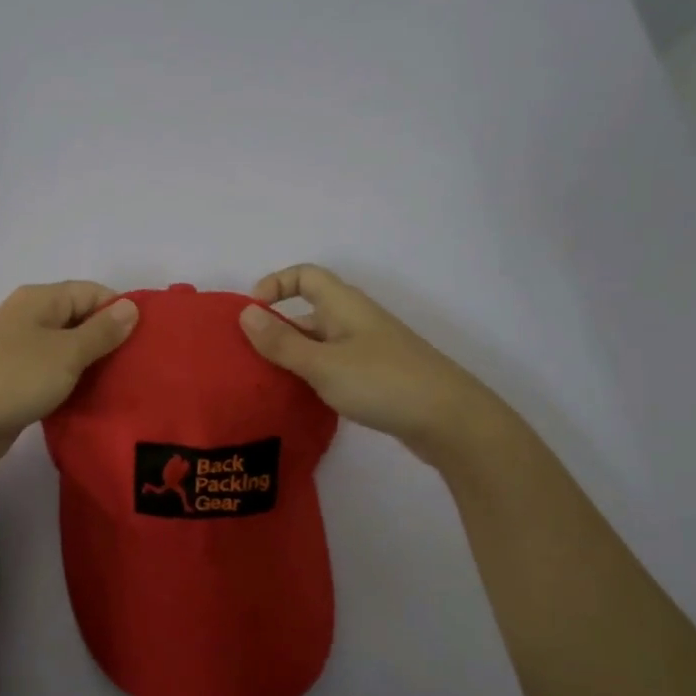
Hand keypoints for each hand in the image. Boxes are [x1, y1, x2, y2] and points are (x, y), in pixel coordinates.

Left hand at [0, 282, 138, 476]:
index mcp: (40, 300)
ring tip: (125, 385)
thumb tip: (132, 307)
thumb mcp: (67, 353)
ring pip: (67, 350)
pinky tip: (93, 400)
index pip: (92, 292)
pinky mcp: (16, 381)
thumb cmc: (16, 378)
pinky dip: (72, 384)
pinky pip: (53, 374)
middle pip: (80, 320)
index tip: (148, 340)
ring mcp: (20, 350)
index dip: (121, 311)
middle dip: (110, 340)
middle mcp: (29, 318)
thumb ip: (102, 331)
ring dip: (92, 366)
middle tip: (141, 367)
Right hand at [238, 264, 511, 465]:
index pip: (305, 275)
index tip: (252, 313)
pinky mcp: (376, 377)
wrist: (450, 420)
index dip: (275, 284)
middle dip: (277, 329)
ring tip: (266, 383)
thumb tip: (245, 313)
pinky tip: (301, 400)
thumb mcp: (322, 364)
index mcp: (345, 305)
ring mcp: (368, 349)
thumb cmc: (382, 383)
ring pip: (320, 343)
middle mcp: (356, 320)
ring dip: (294, 357)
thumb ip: (281, 342)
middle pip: (309, 312)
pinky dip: (313, 376)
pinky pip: (334, 366)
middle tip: (249, 358)